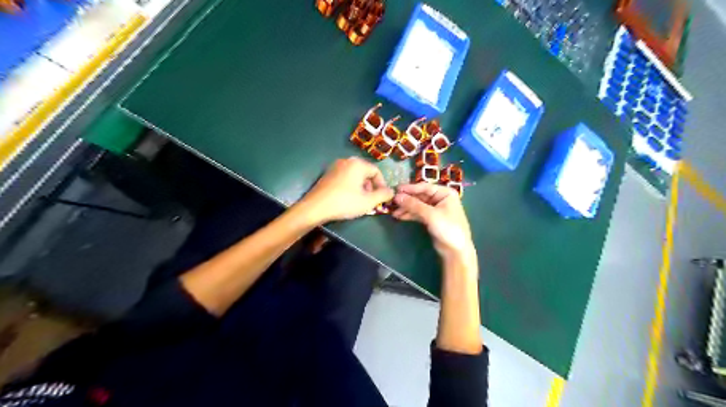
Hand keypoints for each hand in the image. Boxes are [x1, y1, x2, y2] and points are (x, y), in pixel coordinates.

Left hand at [297, 158, 395, 223]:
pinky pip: (344, 177)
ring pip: (354, 175)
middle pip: (365, 172)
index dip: (382, 185)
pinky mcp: (327, 174)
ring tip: (360, 200)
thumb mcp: (368, 202)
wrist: (315, 207)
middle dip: (371, 186)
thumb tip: (391, 191)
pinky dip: (350, 186)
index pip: (376, 171)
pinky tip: (347, 198)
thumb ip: (383, 195)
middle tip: (370, 200)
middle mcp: (346, 161)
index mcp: (358, 164)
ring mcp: (335, 167)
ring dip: (361, 187)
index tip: (381, 197)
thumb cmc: (344, 202)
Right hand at [391, 182, 477, 263]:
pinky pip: (418, 213)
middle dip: (406, 200)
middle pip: (420, 196)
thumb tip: (397, 197)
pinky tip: (400, 216)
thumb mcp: (430, 215)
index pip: (424, 187)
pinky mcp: (431, 219)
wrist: (456, 251)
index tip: (396, 189)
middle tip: (392, 202)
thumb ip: (413, 205)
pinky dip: (410, 214)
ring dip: (406, 208)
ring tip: (393, 212)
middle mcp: (440, 198)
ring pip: (418, 205)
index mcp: (445, 193)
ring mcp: (435, 209)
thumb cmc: (448, 228)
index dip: (410, 189)